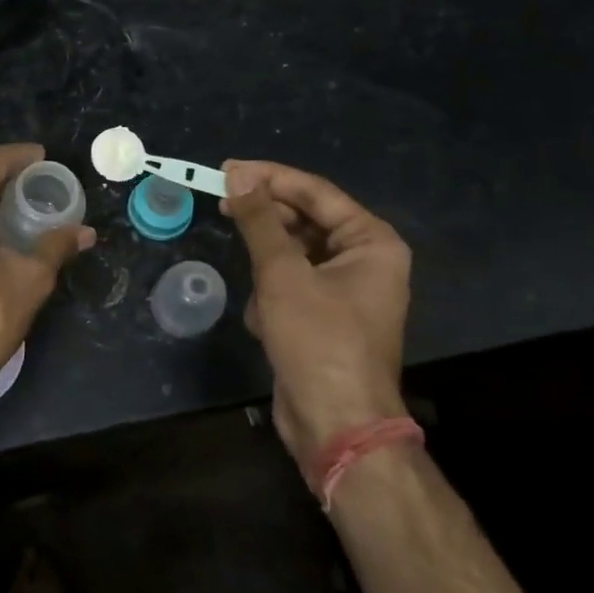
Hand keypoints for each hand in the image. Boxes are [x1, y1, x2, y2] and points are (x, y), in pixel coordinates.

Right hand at [222, 160, 411, 474]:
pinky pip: (290, 286)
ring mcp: (345, 290)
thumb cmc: (317, 340)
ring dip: (268, 272)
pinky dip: (273, 299)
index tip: (226, 169)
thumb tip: (238, 174)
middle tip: (222, 205)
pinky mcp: (324, 316)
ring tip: (260, 295)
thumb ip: (259, 220)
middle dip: (265, 223)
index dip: (269, 177)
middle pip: (304, 221)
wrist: (335, 423)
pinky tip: (268, 325)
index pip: (315, 192)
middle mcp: (364, 260)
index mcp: (371, 242)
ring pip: (292, 256)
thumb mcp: (282, 274)